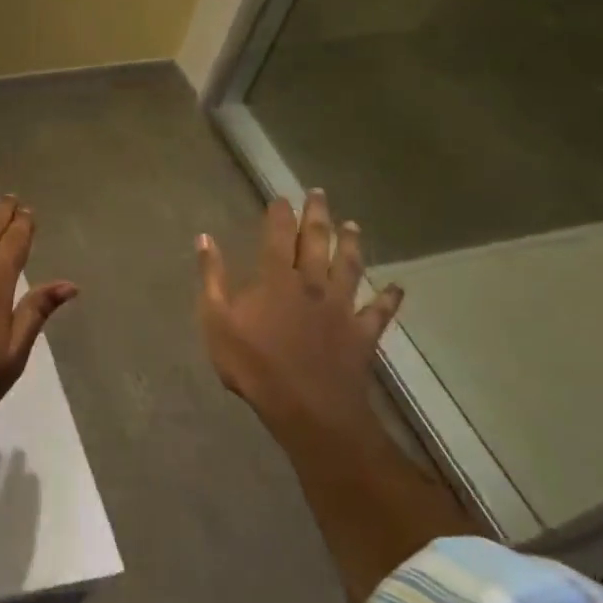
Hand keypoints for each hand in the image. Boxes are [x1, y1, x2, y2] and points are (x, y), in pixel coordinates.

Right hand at [195, 189, 401, 436]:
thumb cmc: (254, 364)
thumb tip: (205, 239)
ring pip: (349, 268)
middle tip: (319, 194)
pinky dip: (388, 299)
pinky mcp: (361, 334)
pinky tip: (397, 288)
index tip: (281, 197)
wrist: (307, 408)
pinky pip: (378, 312)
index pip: (277, 237)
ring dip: (351, 245)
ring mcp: (340, 308)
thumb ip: (212, 278)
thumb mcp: (216, 320)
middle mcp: (311, 284)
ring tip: (353, 225)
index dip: (279, 215)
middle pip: (316, 243)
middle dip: (317, 216)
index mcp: (275, 280)